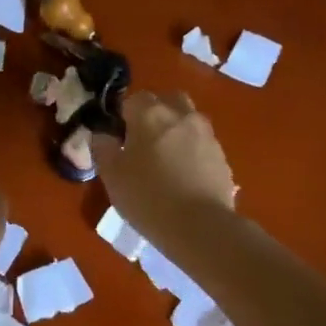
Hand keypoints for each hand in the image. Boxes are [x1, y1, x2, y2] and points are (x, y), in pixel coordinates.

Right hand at [90, 92, 236, 249]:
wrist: (200, 226)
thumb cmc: (147, 197)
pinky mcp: (222, 156)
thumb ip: (103, 148)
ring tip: (166, 162)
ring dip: (176, 132)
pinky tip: (184, 178)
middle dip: (155, 114)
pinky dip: (192, 152)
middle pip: (167, 101)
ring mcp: (206, 134)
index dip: (124, 117)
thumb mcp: (112, 176)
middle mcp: (182, 115)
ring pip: (188, 121)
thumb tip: (102, 135)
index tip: (119, 139)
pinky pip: (202, 144)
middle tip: (143, 143)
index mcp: (151, 114)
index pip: (133, 99)